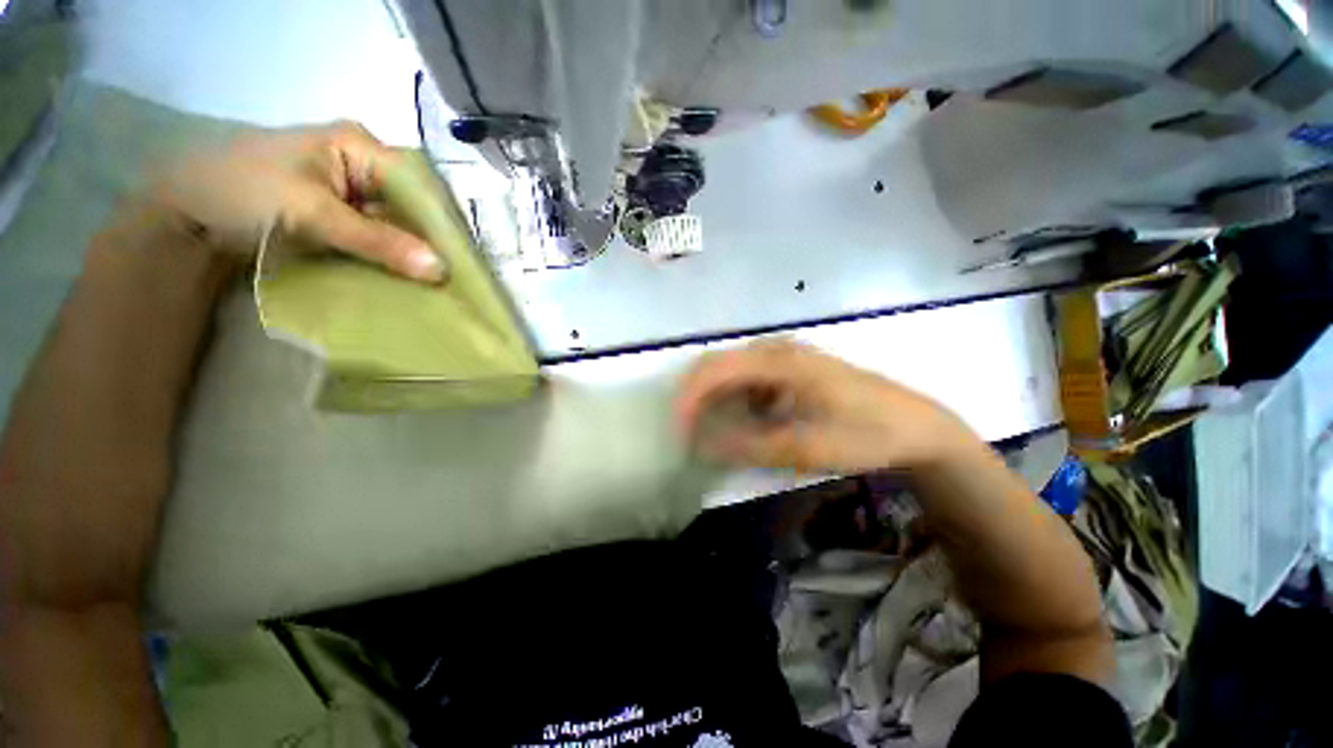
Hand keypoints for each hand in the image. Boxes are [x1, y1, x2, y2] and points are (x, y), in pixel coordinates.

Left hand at [147, 121, 444, 281]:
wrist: (183, 215)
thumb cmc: (241, 192)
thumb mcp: (311, 213)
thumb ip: (377, 241)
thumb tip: (441, 270)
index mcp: (359, 145)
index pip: (419, 183)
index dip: (443, 220)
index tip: (465, 259)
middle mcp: (363, 165)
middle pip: (413, 204)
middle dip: (433, 239)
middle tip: (459, 275)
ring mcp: (353, 192)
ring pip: (400, 223)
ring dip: (415, 251)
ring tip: (443, 280)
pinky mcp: (342, 217)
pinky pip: (381, 236)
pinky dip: (394, 256)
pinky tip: (411, 276)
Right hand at [674, 341, 979, 472]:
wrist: (916, 427)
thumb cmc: (865, 434)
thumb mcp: (807, 448)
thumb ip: (750, 446)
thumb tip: (702, 446)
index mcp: (780, 361)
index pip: (715, 369)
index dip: (689, 399)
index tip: (679, 431)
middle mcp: (777, 349)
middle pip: (718, 364)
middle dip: (697, 398)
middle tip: (690, 433)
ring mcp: (786, 355)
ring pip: (732, 371)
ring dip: (717, 400)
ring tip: (716, 432)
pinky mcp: (793, 367)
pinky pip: (750, 379)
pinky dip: (738, 400)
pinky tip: (750, 421)